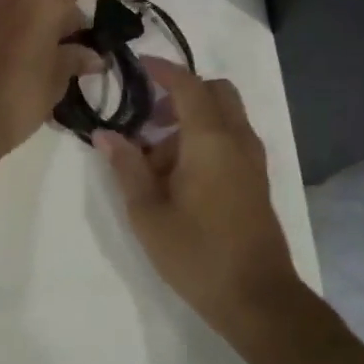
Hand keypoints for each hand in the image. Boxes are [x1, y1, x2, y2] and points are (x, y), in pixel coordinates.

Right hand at [96, 59, 304, 343]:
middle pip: (215, 92)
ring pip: (225, 116)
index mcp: (210, 140)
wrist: (258, 298)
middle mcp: (237, 139)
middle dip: (182, 94)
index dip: (163, 70)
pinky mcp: (257, 180)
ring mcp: (253, 160)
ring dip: (192, 121)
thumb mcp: (148, 213)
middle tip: (149, 118)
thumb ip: (126, 168)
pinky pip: (232, 139)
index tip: (138, 65)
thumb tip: (105, 134)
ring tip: (157, 162)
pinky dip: (207, 139)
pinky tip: (181, 177)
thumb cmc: (197, 253)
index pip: (188, 85)